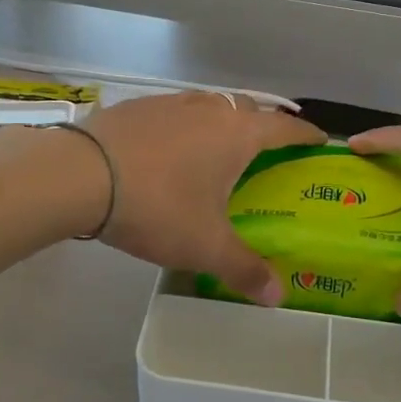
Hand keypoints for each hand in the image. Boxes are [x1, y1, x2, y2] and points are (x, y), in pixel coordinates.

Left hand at [81, 93, 324, 303]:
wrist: (79, 175)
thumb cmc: (157, 206)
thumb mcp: (204, 246)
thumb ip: (244, 270)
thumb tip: (277, 298)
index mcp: (237, 134)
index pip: (284, 129)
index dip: (306, 136)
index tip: (321, 142)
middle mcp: (209, 109)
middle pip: (249, 109)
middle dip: (264, 126)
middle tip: (269, 151)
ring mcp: (171, 103)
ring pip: (210, 105)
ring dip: (223, 121)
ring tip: (221, 148)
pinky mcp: (137, 107)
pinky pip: (176, 111)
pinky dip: (186, 126)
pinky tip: (171, 150)